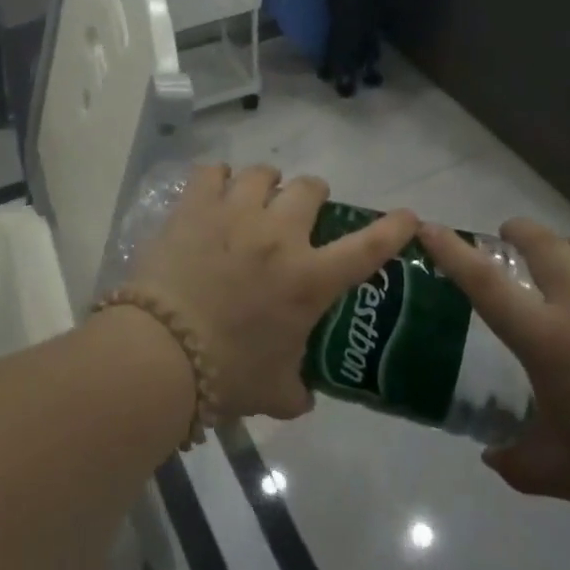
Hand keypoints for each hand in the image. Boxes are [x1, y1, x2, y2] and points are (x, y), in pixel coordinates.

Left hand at [132, 165, 418, 422]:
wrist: (161, 353)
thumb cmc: (226, 374)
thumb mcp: (274, 391)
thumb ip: (296, 390)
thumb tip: (303, 397)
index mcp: (309, 279)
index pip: (368, 247)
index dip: (393, 227)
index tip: (407, 215)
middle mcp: (280, 235)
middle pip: (310, 188)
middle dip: (313, 195)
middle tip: (301, 210)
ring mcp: (236, 213)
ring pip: (263, 173)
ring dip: (267, 182)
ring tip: (256, 195)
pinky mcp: (196, 206)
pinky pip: (212, 171)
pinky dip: (218, 177)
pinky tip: (214, 190)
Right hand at [420, 219, 569, 540]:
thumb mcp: (560, 473)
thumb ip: (515, 461)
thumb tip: (491, 456)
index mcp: (548, 339)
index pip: (484, 282)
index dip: (451, 250)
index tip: (429, 227)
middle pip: (541, 242)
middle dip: (516, 232)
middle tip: (508, 240)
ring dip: (567, 252)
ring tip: (568, 270)